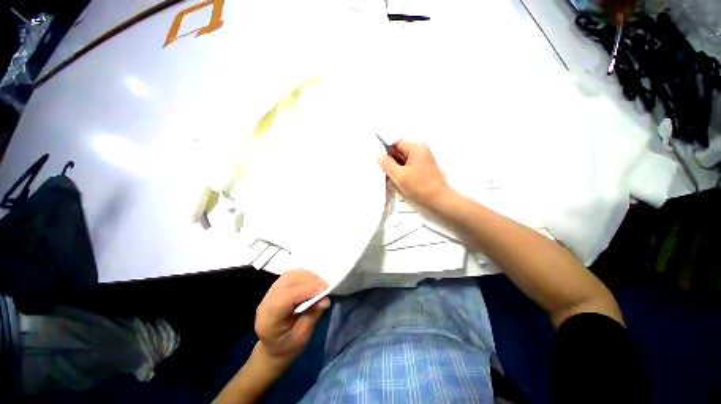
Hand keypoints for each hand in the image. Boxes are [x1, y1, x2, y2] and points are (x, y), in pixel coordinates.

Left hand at [255, 270, 329, 365]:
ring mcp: (270, 292)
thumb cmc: (287, 347)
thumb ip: (312, 317)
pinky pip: (291, 275)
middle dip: (309, 280)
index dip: (307, 290)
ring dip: (308, 277)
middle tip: (325, 287)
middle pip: (288, 281)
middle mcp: (266, 301)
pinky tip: (312, 283)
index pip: (287, 296)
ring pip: (290, 275)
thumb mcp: (301, 338)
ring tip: (320, 285)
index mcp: (269, 319)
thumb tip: (325, 299)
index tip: (325, 290)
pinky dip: (304, 276)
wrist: (273, 348)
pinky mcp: (276, 287)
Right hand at [377, 140, 449, 208]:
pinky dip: (403, 172)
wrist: (439, 200)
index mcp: (416, 148)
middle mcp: (421, 150)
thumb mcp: (399, 176)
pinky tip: (402, 181)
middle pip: (400, 151)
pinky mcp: (424, 168)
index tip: (382, 163)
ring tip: (395, 179)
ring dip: (397, 168)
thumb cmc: (420, 187)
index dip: (387, 152)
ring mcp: (424, 159)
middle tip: (388, 173)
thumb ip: (387, 164)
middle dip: (392, 161)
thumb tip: (379, 155)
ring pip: (404, 160)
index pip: (396, 143)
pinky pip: (409, 166)